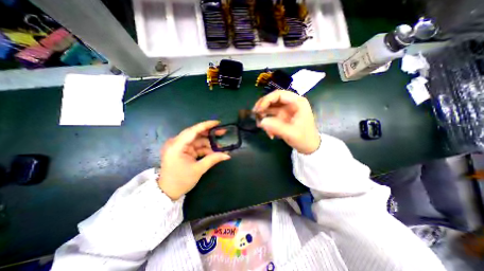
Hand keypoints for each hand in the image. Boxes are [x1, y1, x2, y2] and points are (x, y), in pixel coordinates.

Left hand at [156, 119, 228, 198]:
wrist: (167, 192)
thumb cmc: (181, 181)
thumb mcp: (198, 169)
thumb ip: (213, 159)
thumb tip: (227, 155)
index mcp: (176, 146)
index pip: (192, 131)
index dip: (206, 125)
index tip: (217, 123)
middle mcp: (176, 143)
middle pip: (195, 133)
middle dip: (209, 133)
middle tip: (222, 132)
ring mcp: (179, 147)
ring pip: (197, 140)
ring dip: (208, 143)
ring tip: (220, 147)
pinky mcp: (182, 150)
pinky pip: (196, 146)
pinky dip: (204, 148)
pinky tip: (213, 152)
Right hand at [254, 90, 319, 154]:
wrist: (309, 147)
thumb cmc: (304, 139)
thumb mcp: (291, 134)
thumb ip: (276, 127)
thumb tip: (261, 122)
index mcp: (297, 102)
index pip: (279, 94)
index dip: (267, 100)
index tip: (258, 109)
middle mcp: (290, 104)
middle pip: (272, 99)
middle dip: (262, 106)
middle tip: (255, 114)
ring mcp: (285, 110)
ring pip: (270, 108)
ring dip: (263, 115)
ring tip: (259, 125)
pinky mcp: (282, 117)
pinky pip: (271, 116)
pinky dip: (267, 123)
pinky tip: (269, 133)